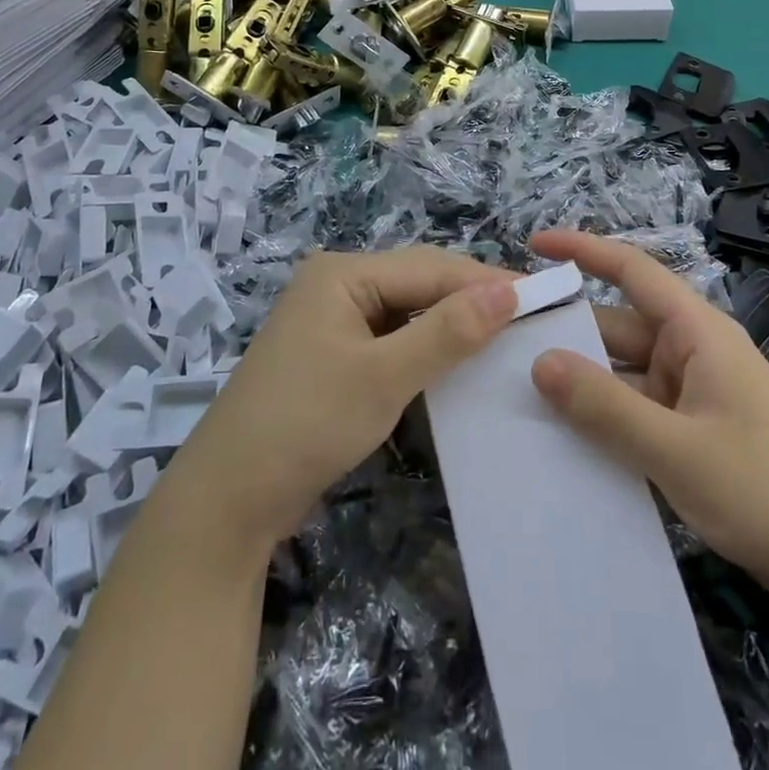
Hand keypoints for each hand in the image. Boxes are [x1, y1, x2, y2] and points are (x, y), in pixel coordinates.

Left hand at [155, 248, 517, 552]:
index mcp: (342, 273)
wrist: (227, 502)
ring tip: (504, 338)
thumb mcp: (383, 377)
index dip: (485, 280)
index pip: (430, 267)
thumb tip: (509, 291)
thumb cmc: (305, 425)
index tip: (542, 296)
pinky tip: (456, 361)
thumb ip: (447, 332)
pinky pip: (391, 338)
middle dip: (470, 299)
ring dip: (450, 325)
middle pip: (418, 283)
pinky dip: (424, 349)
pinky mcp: (333, 355)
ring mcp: (332, 321)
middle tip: (529, 319)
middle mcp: (336, 285)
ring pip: (407, 312)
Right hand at [528, 230, 768, 612]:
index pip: (634, 270)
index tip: (535, 245)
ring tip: (523, 390)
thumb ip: (604, 406)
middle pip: (621, 325)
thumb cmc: (762, 491)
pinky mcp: (696, 427)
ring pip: (627, 370)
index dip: (584, 250)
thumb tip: (540, 361)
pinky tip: (568, 434)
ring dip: (586, 380)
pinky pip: (639, 405)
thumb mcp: (675, 450)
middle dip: (571, 332)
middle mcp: (696, 350)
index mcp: (699, 332)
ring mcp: (696, 390)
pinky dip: (607, 413)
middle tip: (508, 343)